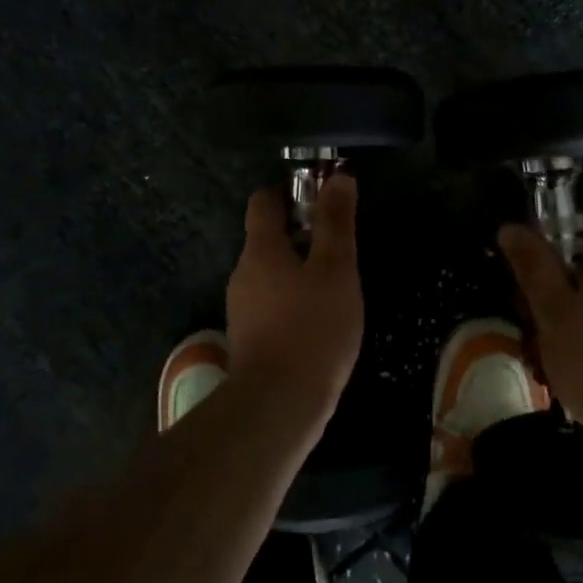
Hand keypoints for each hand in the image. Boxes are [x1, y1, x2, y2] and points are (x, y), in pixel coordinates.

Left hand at [226, 172, 363, 409]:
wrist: (279, 405)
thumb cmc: (313, 328)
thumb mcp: (336, 269)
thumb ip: (336, 223)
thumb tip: (338, 177)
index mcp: (260, 249)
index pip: (263, 201)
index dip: (291, 191)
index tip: (322, 198)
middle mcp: (243, 273)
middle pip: (268, 237)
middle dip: (302, 234)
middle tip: (340, 248)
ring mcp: (242, 308)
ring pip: (272, 272)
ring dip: (300, 270)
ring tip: (337, 287)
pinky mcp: (249, 337)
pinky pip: (272, 303)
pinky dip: (294, 300)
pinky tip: (320, 320)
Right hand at [498, 213, 582, 441]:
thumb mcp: (552, 309)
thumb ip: (533, 267)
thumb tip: (511, 227)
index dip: (565, 223)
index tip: (535, 243)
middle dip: (556, 277)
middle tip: (525, 299)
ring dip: (564, 312)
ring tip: (534, 338)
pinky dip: (581, 337)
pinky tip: (557, 364)